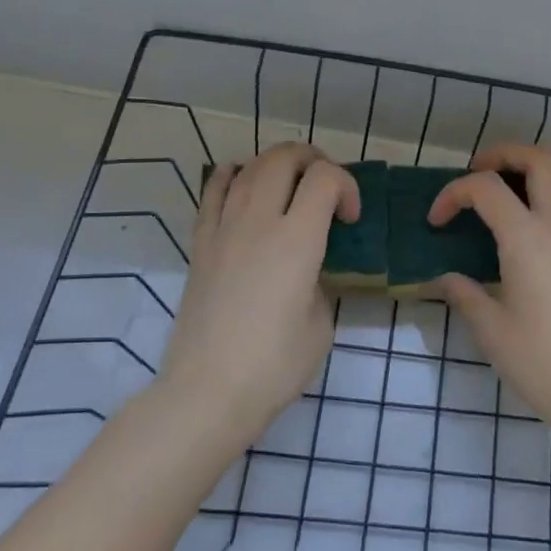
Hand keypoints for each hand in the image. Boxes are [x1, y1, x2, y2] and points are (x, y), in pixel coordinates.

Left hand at [158, 143, 359, 438]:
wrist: (208, 392)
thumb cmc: (275, 365)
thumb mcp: (322, 323)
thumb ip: (321, 282)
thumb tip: (310, 269)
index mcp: (298, 240)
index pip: (325, 178)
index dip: (347, 186)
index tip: (350, 220)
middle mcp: (259, 221)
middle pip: (284, 158)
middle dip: (314, 161)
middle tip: (326, 189)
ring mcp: (224, 229)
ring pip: (249, 167)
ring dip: (277, 165)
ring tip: (291, 186)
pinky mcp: (200, 245)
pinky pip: (213, 191)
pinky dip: (232, 175)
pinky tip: (242, 181)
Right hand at [429, 145, 550, 431]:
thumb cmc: (539, 360)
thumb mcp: (490, 329)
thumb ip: (464, 294)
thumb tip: (444, 278)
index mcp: (527, 239)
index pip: (486, 189)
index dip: (454, 194)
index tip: (436, 221)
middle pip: (540, 160)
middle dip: (504, 154)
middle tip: (476, 171)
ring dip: (536, 164)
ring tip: (507, 182)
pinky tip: (529, 217)